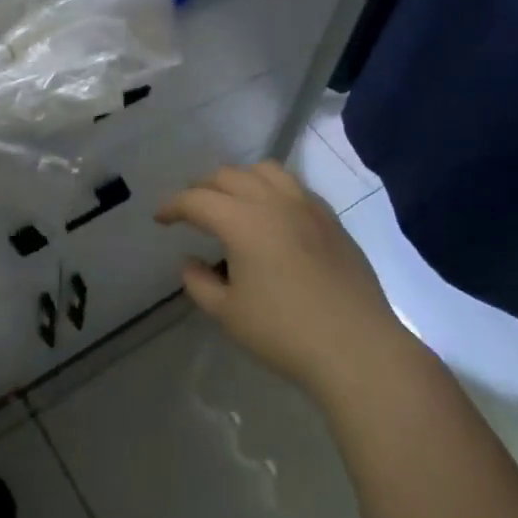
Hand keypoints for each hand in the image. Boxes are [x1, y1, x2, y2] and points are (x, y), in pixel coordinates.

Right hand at [156, 162, 401, 399]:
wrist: (357, 347)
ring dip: (240, 179)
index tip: (160, 218)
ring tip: (232, 201)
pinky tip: (272, 215)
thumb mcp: (228, 314)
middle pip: (228, 176)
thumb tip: (191, 262)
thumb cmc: (285, 333)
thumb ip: (200, 283)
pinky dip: (272, 189)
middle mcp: (273, 202)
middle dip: (202, 188)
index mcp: (242, 221)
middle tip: (191, 210)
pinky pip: (294, 186)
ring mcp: (307, 206)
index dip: (173, 206)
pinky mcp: (331, 219)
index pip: (196, 200)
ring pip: (265, 171)